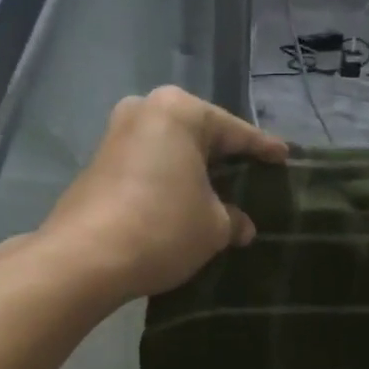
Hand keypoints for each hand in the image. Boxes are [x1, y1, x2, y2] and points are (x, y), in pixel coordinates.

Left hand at [40, 86, 287, 302]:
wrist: (84, 258)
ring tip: (219, 193)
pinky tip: (182, 202)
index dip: (263, 149)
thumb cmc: (162, 228)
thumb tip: (241, 226)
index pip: (235, 132)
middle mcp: (144, 111)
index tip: (285, 157)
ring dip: (193, 172)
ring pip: (170, 151)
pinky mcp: (97, 164)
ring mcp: (115, 135)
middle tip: (251, 175)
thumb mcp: (212, 227)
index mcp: (180, 111)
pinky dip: (168, 181)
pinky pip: (147, 166)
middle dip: (224, 158)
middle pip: (198, 135)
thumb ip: (233, 219)